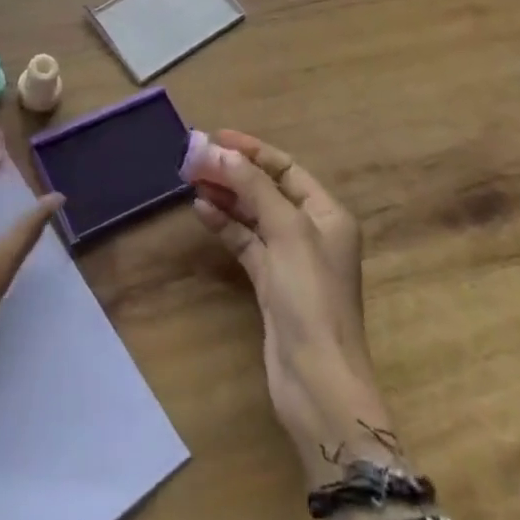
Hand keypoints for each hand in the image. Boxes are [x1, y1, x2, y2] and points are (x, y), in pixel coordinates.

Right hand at [184, 130, 399, 489]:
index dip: (252, 151)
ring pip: (252, 215)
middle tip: (194, 158)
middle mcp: (311, 231)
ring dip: (225, 196)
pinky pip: (245, 242)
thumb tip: (219, 150)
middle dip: (233, 172)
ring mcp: (289, 259)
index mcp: (327, 214)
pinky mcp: (270, 283)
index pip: (287, 168)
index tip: (216, 138)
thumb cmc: (311, 297)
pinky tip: (201, 210)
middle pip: (267, 189)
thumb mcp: (286, 231)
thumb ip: (253, 187)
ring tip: (191, 179)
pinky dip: (225, 225)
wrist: (317, 381)